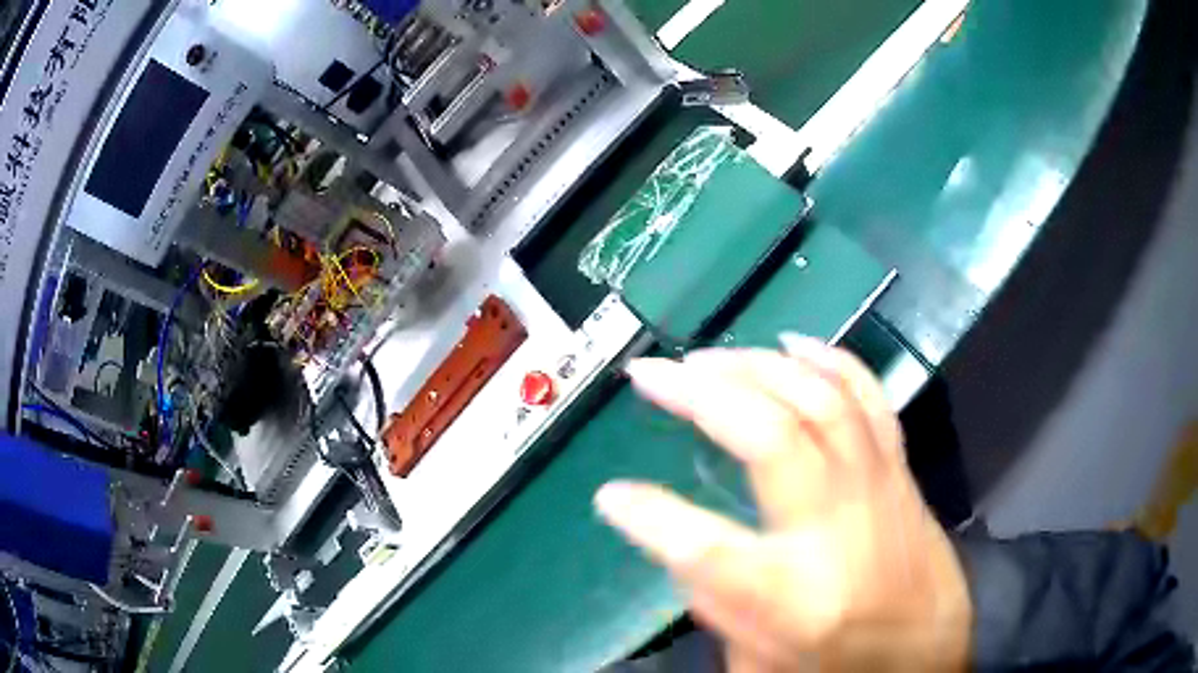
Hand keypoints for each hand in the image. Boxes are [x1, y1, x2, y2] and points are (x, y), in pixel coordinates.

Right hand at [595, 335, 970, 670]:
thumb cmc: (839, 656)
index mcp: (789, 595)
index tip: (610, 494)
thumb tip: (665, 534)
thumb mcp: (756, 657)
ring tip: (708, 356)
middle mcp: (834, 529)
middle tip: (654, 372)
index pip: (705, 550)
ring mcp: (873, 487)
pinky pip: (866, 396)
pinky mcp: (895, 468)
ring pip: (819, 399)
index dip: (648, 516)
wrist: (927, 647)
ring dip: (757, 366)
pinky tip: (793, 342)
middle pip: (769, 437)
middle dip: (701, 394)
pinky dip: (828, 359)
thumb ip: (707, 597)